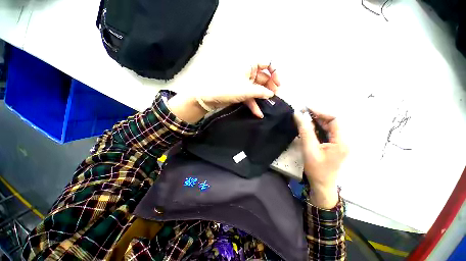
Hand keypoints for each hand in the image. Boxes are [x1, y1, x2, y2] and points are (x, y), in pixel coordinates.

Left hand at [168, 63, 279, 122]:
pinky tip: (259, 113)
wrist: (208, 98)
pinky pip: (250, 97)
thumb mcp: (246, 90)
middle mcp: (248, 73)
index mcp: (249, 65)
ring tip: (270, 105)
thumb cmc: (226, 88)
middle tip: (275, 96)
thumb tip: (271, 94)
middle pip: (264, 78)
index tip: (278, 83)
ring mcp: (244, 84)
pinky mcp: (241, 93)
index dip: (275, 72)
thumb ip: (260, 92)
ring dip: (263, 97)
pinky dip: (254, 104)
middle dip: (270, 87)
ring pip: (258, 89)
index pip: (267, 63)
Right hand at [294, 110, 347, 208]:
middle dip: (317, 115)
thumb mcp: (309, 149)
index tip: (306, 109)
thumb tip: (298, 115)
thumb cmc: (316, 169)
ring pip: (328, 126)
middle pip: (332, 122)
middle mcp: (343, 139)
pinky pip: (325, 132)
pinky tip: (307, 126)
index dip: (320, 112)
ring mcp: (338, 143)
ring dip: (316, 121)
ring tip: (303, 117)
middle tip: (302, 112)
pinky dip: (316, 127)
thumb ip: (304, 131)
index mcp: (341, 141)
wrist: (322, 185)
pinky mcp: (333, 145)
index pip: (334, 119)